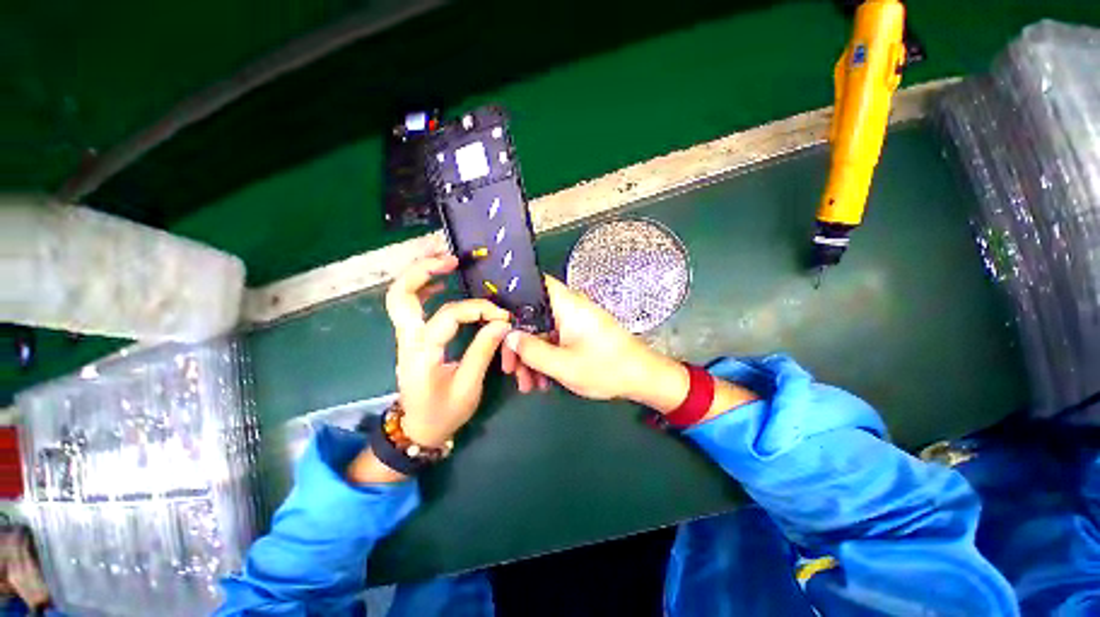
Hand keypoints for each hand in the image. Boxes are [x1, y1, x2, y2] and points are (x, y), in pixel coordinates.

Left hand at [385, 254, 511, 446]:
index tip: (501, 316)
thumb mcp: (468, 386)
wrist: (418, 430)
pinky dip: (423, 289)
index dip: (478, 309)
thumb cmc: (444, 413)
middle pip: (400, 295)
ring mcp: (406, 338)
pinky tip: (441, 283)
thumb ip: (483, 351)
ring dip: (421, 274)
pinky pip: (410, 306)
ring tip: (447, 263)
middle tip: (451, 260)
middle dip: (423, 271)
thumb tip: (502, 323)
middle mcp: (408, 340)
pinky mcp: (411, 338)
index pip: (448, 316)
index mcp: (422, 354)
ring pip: (401, 296)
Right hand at [501, 276, 687, 406]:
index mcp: (567, 305)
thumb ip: (532, 351)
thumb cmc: (606, 368)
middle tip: (510, 370)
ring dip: (532, 357)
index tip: (497, 318)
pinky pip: (556, 341)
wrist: (643, 378)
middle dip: (520, 343)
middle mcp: (570, 308)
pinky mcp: (580, 335)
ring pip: (544, 333)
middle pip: (534, 316)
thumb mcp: (564, 365)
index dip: (513, 295)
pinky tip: (542, 382)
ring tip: (527, 385)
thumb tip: (508, 337)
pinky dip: (547, 358)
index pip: (535, 284)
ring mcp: (575, 322)